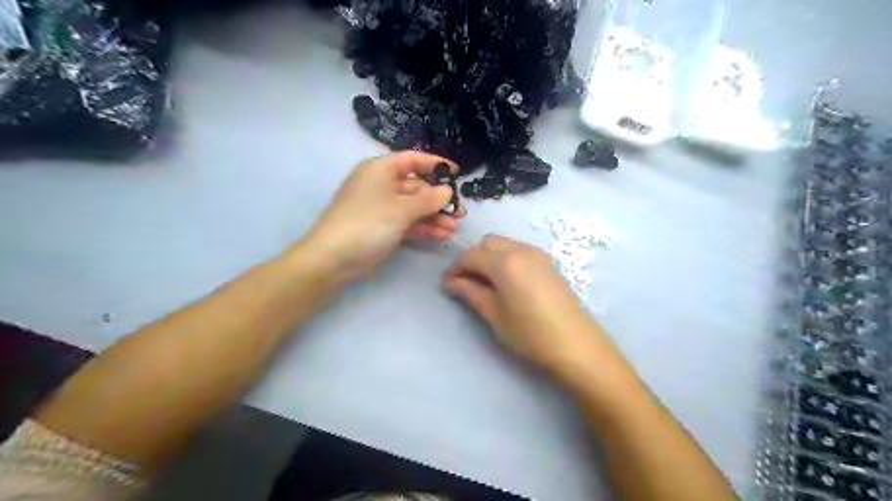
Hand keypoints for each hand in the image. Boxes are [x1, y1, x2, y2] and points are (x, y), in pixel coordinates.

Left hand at [298, 151, 467, 283]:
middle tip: (459, 212)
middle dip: (438, 200)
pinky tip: (441, 235)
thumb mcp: (401, 209)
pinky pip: (407, 222)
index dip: (435, 164)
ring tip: (453, 227)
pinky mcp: (382, 227)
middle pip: (416, 187)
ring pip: (413, 207)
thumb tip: (448, 191)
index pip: (412, 160)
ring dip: (433, 217)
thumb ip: (428, 200)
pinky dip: (423, 228)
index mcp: (380, 170)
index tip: (457, 173)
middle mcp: (381, 185)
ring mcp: (382, 207)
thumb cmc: (368, 223)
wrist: (334, 258)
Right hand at [443, 235, 609, 379]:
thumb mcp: (495, 315)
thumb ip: (471, 293)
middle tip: (464, 282)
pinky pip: (519, 251)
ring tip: (483, 282)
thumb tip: (452, 283)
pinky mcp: (548, 264)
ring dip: (489, 257)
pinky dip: (505, 259)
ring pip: (504, 245)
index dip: (455, 268)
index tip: (446, 284)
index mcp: (505, 262)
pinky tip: (505, 281)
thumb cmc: (530, 333)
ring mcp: (538, 255)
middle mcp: (521, 250)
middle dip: (472, 258)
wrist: (576, 344)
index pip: (471, 256)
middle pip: (488, 243)